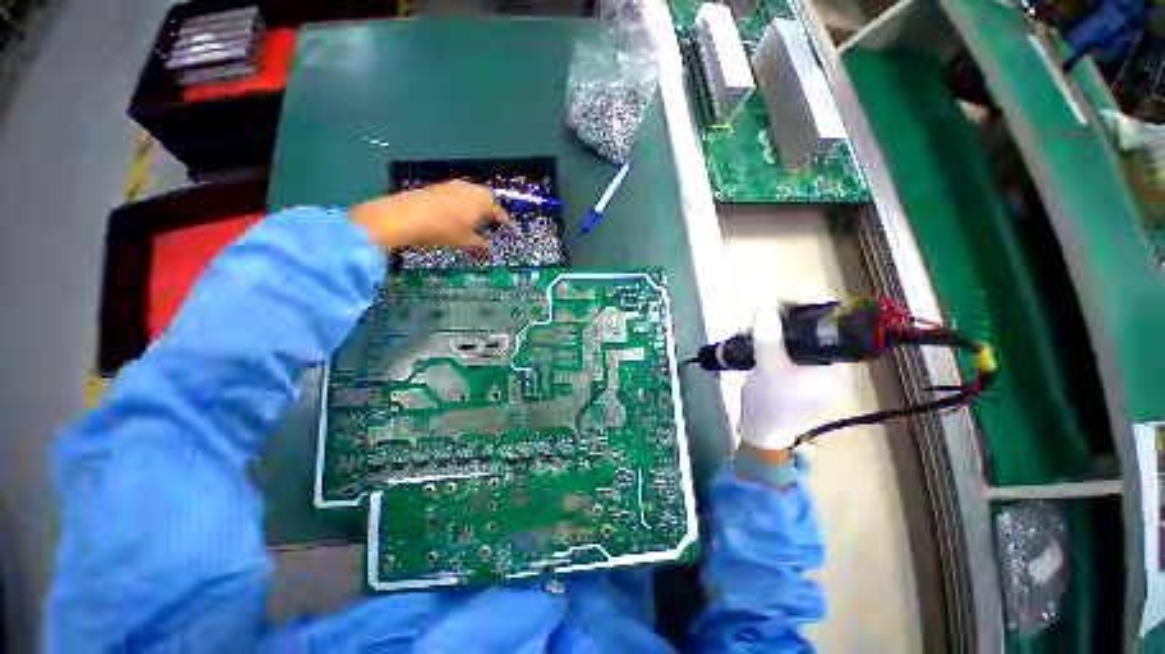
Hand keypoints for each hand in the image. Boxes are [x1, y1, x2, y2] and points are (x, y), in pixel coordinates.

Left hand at [350, 180, 509, 249]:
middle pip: (487, 199)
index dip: (504, 222)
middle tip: (491, 224)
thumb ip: (482, 243)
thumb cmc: (444, 230)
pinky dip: (462, 203)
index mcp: (482, 201)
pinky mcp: (439, 187)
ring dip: (475, 206)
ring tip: (474, 220)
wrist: (406, 216)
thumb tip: (490, 247)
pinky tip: (456, 215)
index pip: (499, 212)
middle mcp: (471, 189)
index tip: (508, 229)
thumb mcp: (467, 241)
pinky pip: (458, 194)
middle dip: (490, 211)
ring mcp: (454, 185)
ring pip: (471, 195)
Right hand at [737, 301, 839, 450]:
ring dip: (769, 325)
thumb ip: (769, 339)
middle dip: (781, 316)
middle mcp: (829, 360)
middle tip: (756, 317)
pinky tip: (750, 336)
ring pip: (794, 331)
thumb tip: (765, 307)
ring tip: (746, 328)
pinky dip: (767, 335)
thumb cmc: (769, 404)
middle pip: (811, 324)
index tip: (781, 300)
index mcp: (835, 364)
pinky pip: (784, 341)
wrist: (760, 430)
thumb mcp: (769, 370)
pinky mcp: (794, 365)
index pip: (831, 324)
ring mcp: (810, 363)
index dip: (809, 306)